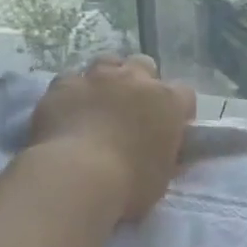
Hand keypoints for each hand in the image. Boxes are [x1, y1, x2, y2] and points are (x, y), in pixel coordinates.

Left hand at [28, 54, 196, 221]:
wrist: (75, 177)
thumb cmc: (128, 185)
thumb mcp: (162, 176)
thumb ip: (168, 157)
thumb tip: (171, 154)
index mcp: (168, 102)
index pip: (185, 95)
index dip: (179, 110)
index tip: (171, 128)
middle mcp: (135, 80)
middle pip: (144, 65)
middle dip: (141, 82)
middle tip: (132, 109)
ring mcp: (96, 78)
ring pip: (107, 62)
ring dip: (107, 79)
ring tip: (100, 103)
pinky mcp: (62, 85)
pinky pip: (69, 81)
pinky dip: (71, 94)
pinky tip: (67, 112)